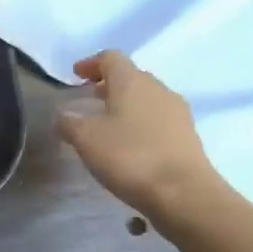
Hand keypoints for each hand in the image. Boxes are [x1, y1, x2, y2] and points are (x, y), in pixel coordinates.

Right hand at [57, 51, 224, 214]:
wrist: (184, 193)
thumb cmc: (130, 156)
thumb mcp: (86, 139)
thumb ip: (70, 122)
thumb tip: (65, 115)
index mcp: (132, 81)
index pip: (110, 58)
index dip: (91, 64)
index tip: (76, 75)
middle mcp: (158, 89)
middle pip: (131, 77)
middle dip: (109, 85)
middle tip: (90, 99)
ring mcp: (177, 112)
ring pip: (147, 98)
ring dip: (127, 105)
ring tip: (109, 124)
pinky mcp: (188, 135)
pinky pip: (159, 120)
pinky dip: (141, 124)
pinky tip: (131, 145)